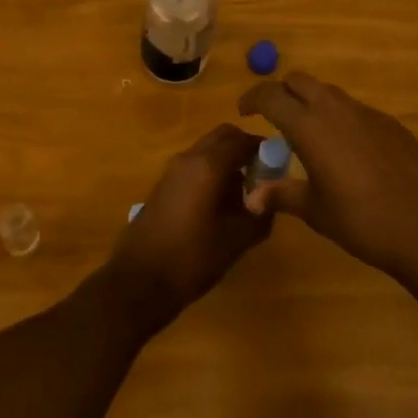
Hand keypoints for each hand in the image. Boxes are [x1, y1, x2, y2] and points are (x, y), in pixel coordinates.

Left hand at [102, 124, 272, 332]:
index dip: (263, 148)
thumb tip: (270, 202)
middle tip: (261, 175)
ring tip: (242, 195)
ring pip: (206, 150)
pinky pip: (194, 166)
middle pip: (222, 137)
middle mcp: (189, 158)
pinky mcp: (163, 185)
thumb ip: (259, 216)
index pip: (242, 139)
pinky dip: (210, 172)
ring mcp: (172, 170)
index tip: (278, 166)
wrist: (139, 280)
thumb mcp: (235, 241)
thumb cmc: (191, 258)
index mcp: (208, 165)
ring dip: (226, 161)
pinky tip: (218, 206)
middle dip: (244, 148)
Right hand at [239, 72, 417, 289]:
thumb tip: (252, 196)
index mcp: (309, 126)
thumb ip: (282, 195)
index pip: (271, 95)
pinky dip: (340, 119)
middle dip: (282, 92)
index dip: (252, 98)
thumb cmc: (362, 221)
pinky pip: (355, 110)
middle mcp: (335, 109)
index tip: (243, 111)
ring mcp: (366, 113)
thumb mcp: (315, 211)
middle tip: (274, 118)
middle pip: (299, 80)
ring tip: (309, 135)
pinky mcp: (390, 123)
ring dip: (312, 103)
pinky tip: (347, 151)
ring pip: (328, 92)